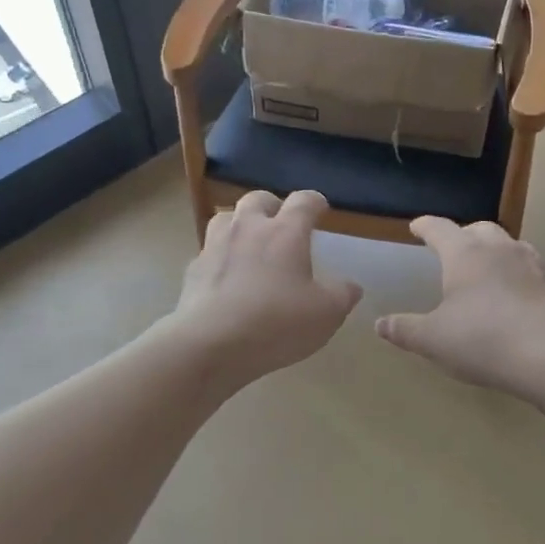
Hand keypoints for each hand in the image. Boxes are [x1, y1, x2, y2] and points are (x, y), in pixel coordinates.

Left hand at [170, 191, 362, 384]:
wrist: (209, 344)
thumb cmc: (276, 323)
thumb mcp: (325, 314)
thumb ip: (342, 295)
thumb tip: (350, 286)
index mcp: (285, 232)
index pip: (303, 201)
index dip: (315, 202)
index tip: (320, 208)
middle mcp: (248, 228)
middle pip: (258, 199)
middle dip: (272, 205)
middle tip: (281, 222)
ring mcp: (215, 246)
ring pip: (227, 218)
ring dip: (240, 224)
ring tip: (250, 243)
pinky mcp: (193, 269)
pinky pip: (209, 252)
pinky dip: (220, 257)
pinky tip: (226, 277)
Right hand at [375, 218, 544, 398]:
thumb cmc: (484, 340)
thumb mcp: (433, 339)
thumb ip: (405, 330)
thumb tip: (380, 324)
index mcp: (465, 254)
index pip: (440, 229)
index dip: (426, 226)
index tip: (417, 227)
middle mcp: (500, 249)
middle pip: (479, 229)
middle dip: (463, 234)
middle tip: (453, 249)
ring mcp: (534, 264)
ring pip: (510, 246)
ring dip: (495, 252)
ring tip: (487, 270)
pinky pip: (534, 270)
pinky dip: (520, 275)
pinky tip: (519, 295)